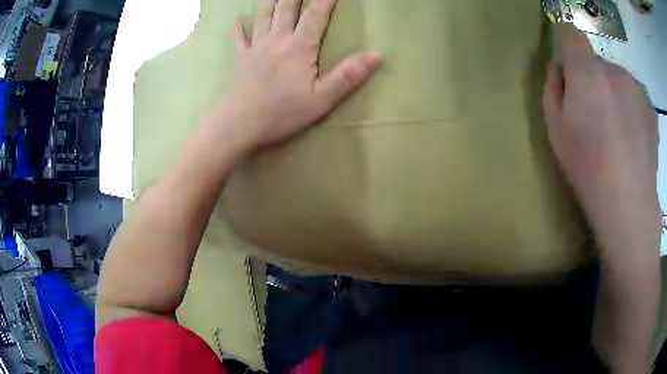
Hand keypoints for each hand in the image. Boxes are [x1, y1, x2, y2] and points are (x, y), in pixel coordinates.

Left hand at [220, 0, 380, 147]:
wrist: (240, 124)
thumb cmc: (282, 113)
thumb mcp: (323, 98)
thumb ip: (349, 75)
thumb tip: (377, 55)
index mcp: (299, 47)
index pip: (316, 15)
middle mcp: (277, 40)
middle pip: (286, 7)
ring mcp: (255, 48)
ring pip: (262, 16)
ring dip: (269, 0)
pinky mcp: (239, 60)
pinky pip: (238, 39)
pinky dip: (237, 28)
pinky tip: (237, 20)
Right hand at [542, 25, 660, 263]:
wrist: (630, 206)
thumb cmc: (588, 169)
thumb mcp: (556, 131)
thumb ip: (553, 88)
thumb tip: (558, 67)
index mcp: (587, 73)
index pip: (572, 34)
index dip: (568, 44)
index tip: (570, 66)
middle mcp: (614, 71)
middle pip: (598, 62)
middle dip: (593, 79)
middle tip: (596, 115)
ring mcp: (637, 88)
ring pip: (619, 79)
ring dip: (614, 94)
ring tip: (618, 131)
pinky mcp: (650, 108)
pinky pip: (635, 97)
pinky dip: (631, 108)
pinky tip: (633, 138)